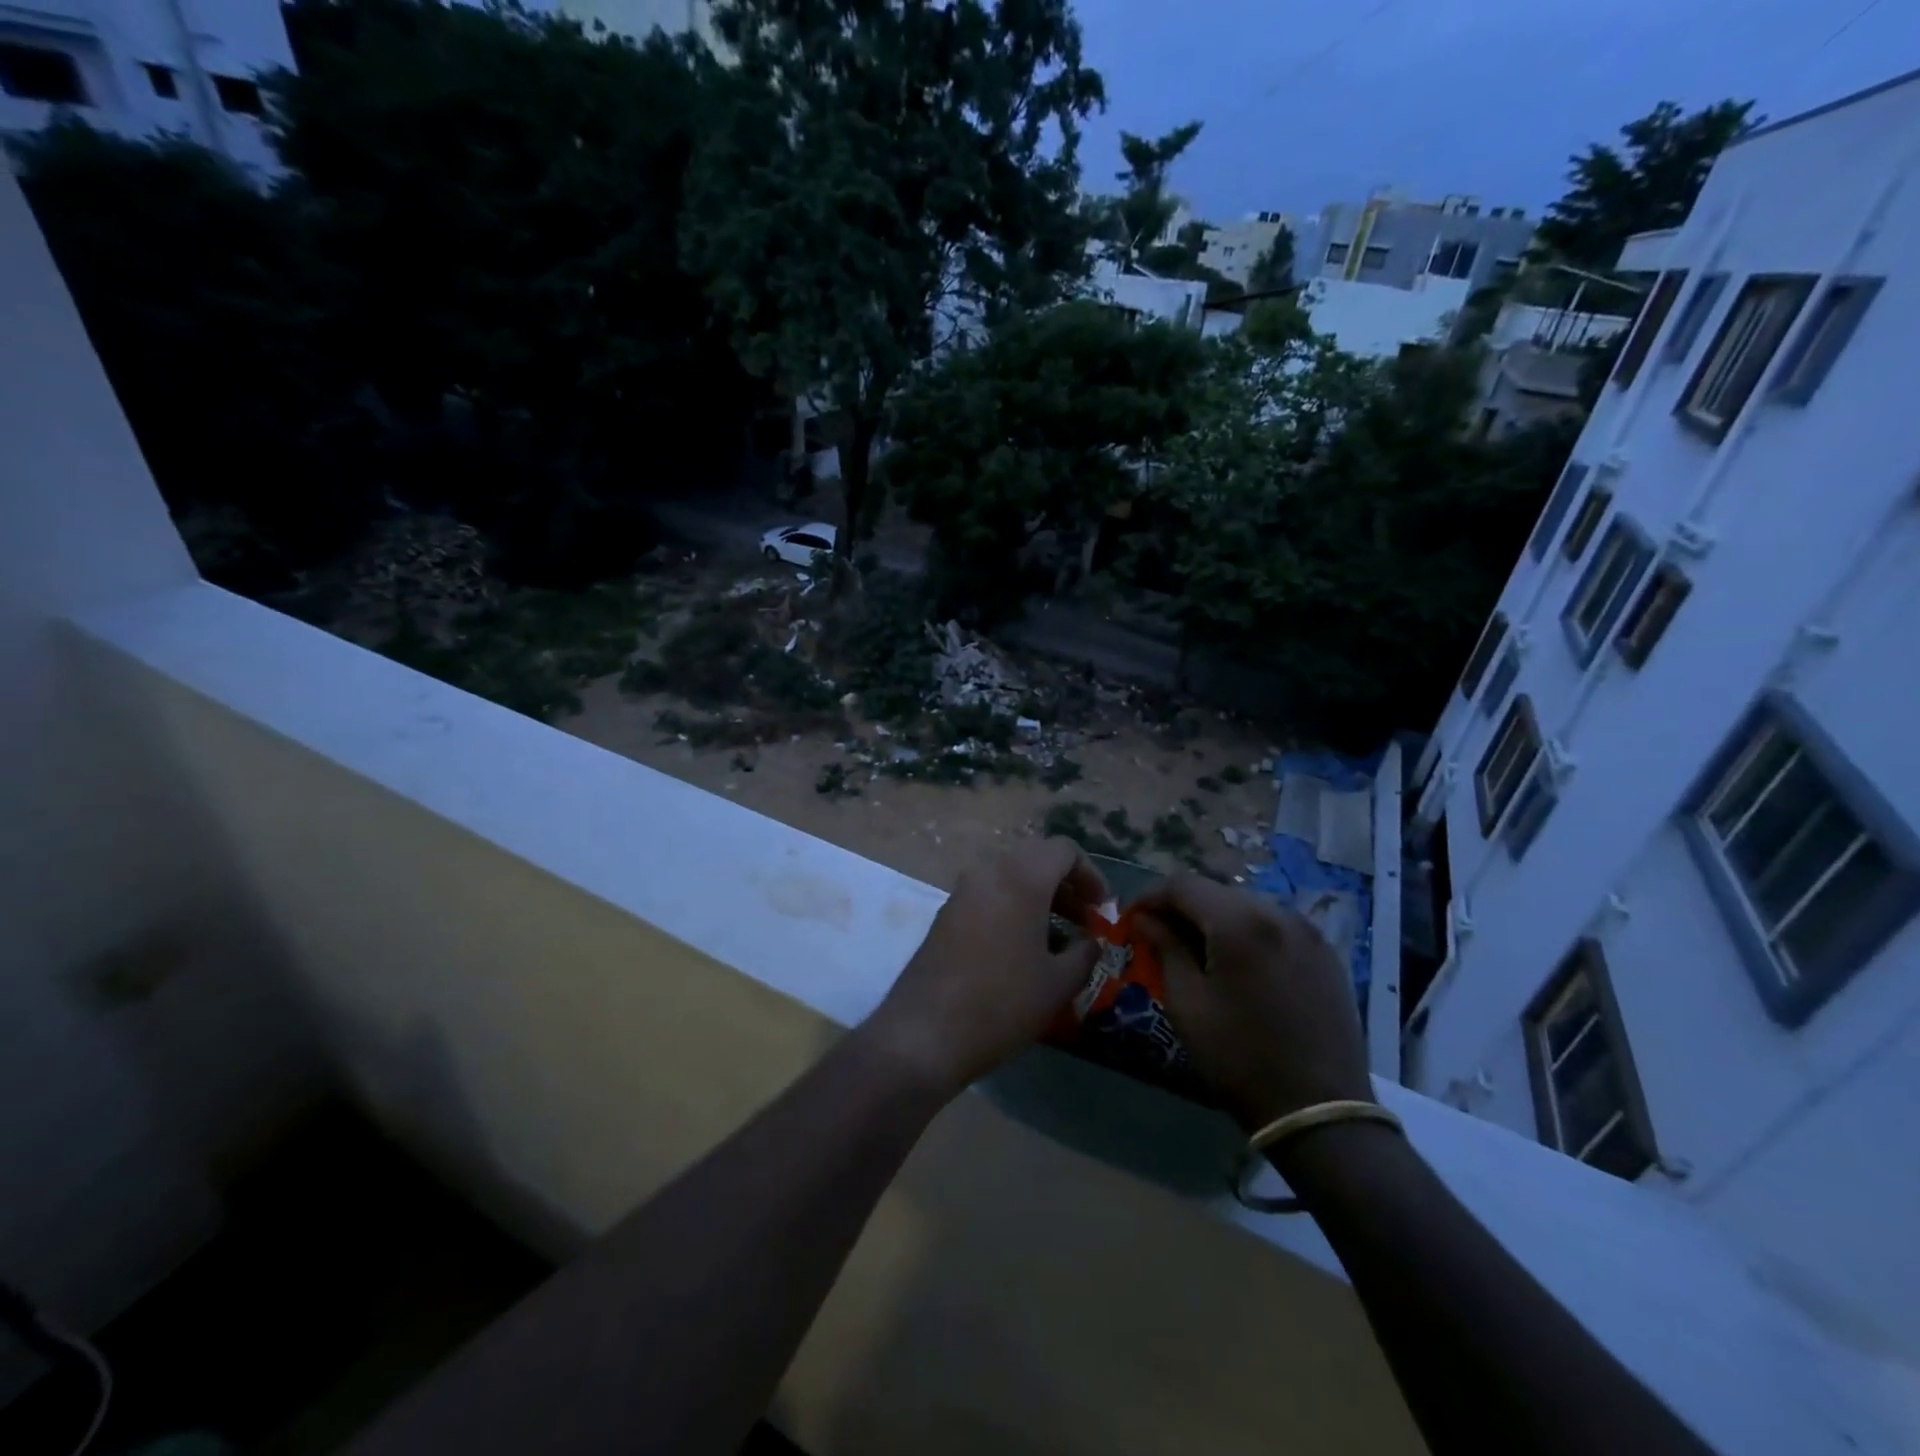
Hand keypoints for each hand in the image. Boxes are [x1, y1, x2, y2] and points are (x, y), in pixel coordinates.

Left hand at [864, 839, 1107, 1098]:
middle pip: (1036, 859)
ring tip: (1059, 939)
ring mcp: (962, 891)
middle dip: (1066, 885)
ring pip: (1010, 877)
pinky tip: (1022, 949)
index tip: (1103, 909)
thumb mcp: (1058, 983)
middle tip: (1085, 921)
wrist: (925, 1032)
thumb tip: (1092, 942)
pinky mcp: (946, 913)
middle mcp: (988, 872)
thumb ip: (1085, 954)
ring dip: (1039, 898)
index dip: (1091, 875)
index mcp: (1021, 877)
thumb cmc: (1002, 1002)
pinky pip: (989, 895)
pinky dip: (1012, 908)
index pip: (1064, 850)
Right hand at [1134, 873, 1372, 1131]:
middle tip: (1159, 937)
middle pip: (1216, 892)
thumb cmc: (1240, 1058)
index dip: (1150, 897)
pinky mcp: (1326, 953)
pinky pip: (1275, 926)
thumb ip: (1165, 949)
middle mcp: (1278, 912)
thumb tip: (1145, 920)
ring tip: (1197, 952)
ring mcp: (1308, 932)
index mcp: (1240, 922)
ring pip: (1246, 906)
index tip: (1131, 921)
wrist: (1320, 1111)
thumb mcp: (1187, 1004)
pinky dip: (1248, 933)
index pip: (1182, 885)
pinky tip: (1238, 965)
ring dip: (1215, 919)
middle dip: (1182, 908)